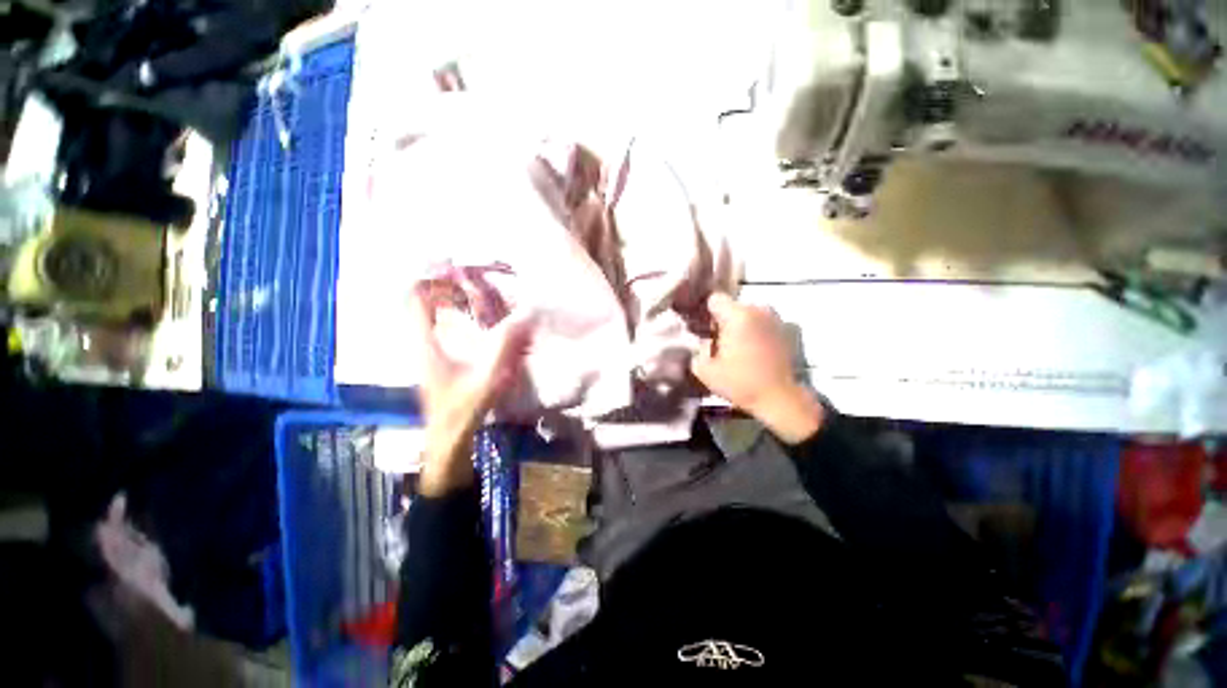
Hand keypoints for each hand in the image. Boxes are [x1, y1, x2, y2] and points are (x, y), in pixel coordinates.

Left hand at [410, 287, 533, 495]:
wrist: (448, 438)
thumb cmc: (462, 410)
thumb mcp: (486, 379)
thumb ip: (502, 348)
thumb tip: (522, 318)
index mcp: (426, 344)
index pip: (415, 299)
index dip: (431, 278)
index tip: (455, 268)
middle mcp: (422, 342)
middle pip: (420, 301)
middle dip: (442, 283)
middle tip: (470, 275)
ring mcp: (427, 351)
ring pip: (429, 313)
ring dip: (448, 297)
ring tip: (474, 289)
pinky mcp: (436, 359)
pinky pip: (439, 325)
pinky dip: (454, 314)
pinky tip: (478, 317)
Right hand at [691, 293, 824, 443]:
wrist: (779, 398)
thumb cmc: (740, 383)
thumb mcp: (704, 370)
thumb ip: (696, 350)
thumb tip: (700, 341)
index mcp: (737, 315)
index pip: (714, 298)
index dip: (706, 313)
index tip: (704, 329)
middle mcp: (757, 309)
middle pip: (731, 306)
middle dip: (722, 320)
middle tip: (717, 341)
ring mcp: (774, 318)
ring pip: (747, 313)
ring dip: (739, 325)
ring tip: (735, 347)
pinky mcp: (784, 329)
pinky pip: (761, 322)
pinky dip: (753, 330)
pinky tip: (751, 350)